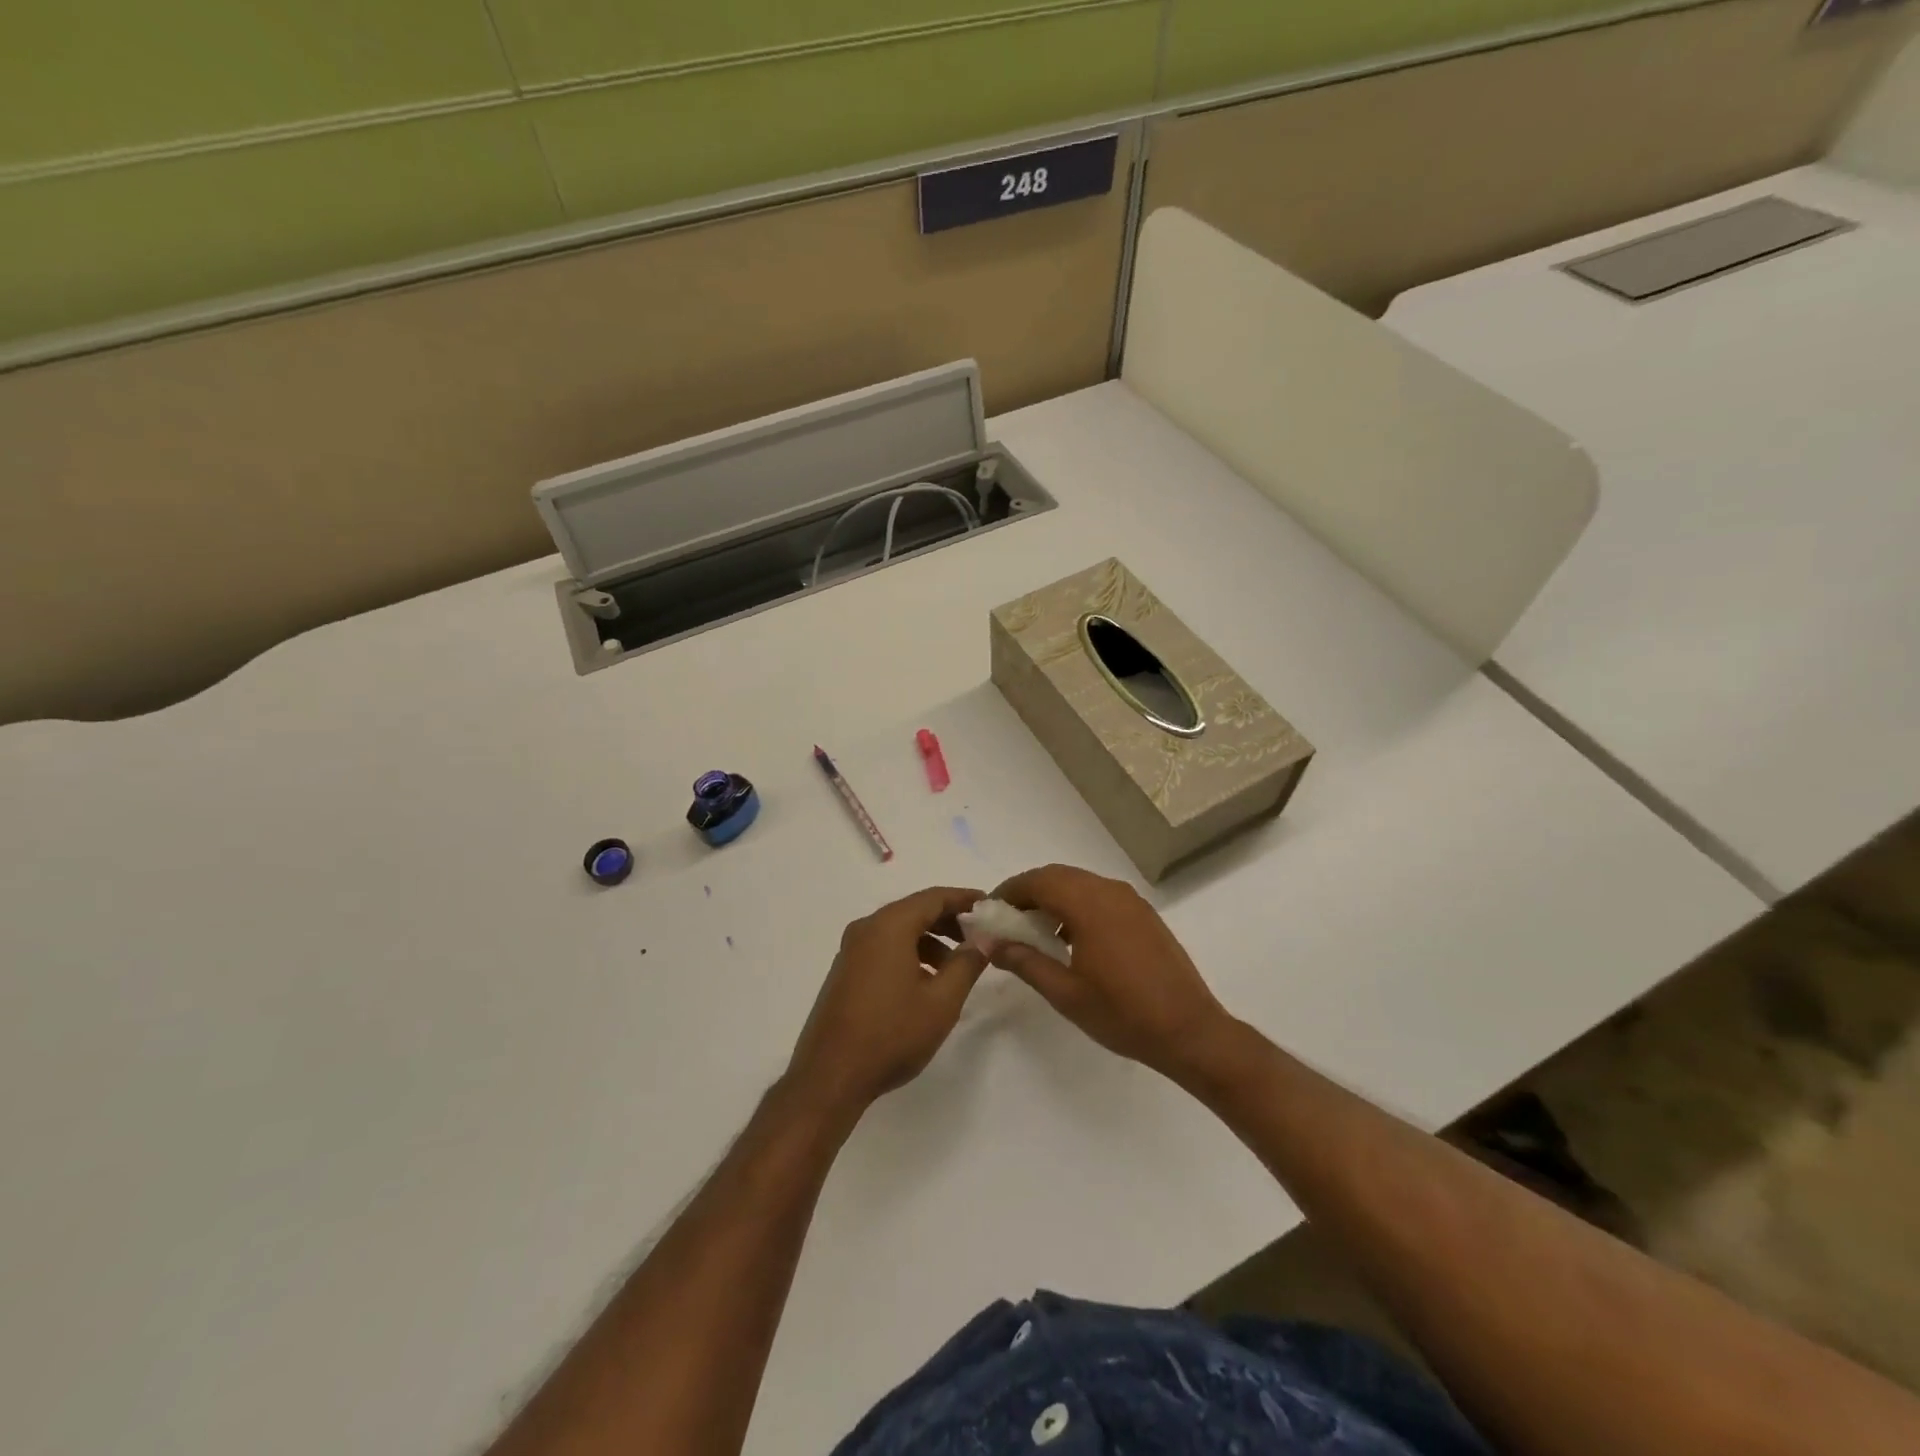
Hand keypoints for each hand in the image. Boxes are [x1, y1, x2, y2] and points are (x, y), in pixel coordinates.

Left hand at [784, 887, 988, 1122]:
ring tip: (956, 967)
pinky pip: (884, 948)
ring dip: (930, 940)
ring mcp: (851, 950)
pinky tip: (925, 983)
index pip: (934, 897)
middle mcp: (866, 929)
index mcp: (889, 926)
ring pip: (899, 931)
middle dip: (949, 920)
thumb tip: (984, 939)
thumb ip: (967, 963)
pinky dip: (910, 953)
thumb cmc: (892, 1034)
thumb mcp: (942, 1001)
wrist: (830, 1077)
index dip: (964, 899)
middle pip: (915, 910)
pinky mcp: (845, 972)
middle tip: (979, 937)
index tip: (990, 906)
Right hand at [990, 865, 1236, 1084]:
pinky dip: (1077, 904)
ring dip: (1053, 897)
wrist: (1190, 1030)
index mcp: (1089, 905)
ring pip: (1080, 883)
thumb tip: (990, 943)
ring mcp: (1131, 901)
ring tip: (1034, 930)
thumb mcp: (1065, 993)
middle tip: (1007, 920)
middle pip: (1058, 876)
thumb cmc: (1123, 1014)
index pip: (1038, 881)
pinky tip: (1070, 938)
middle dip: (1029, 892)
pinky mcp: (1144, 914)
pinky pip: (1100, 895)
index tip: (989, 911)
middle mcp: (1110, 891)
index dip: (1009, 891)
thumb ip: (1024, 962)